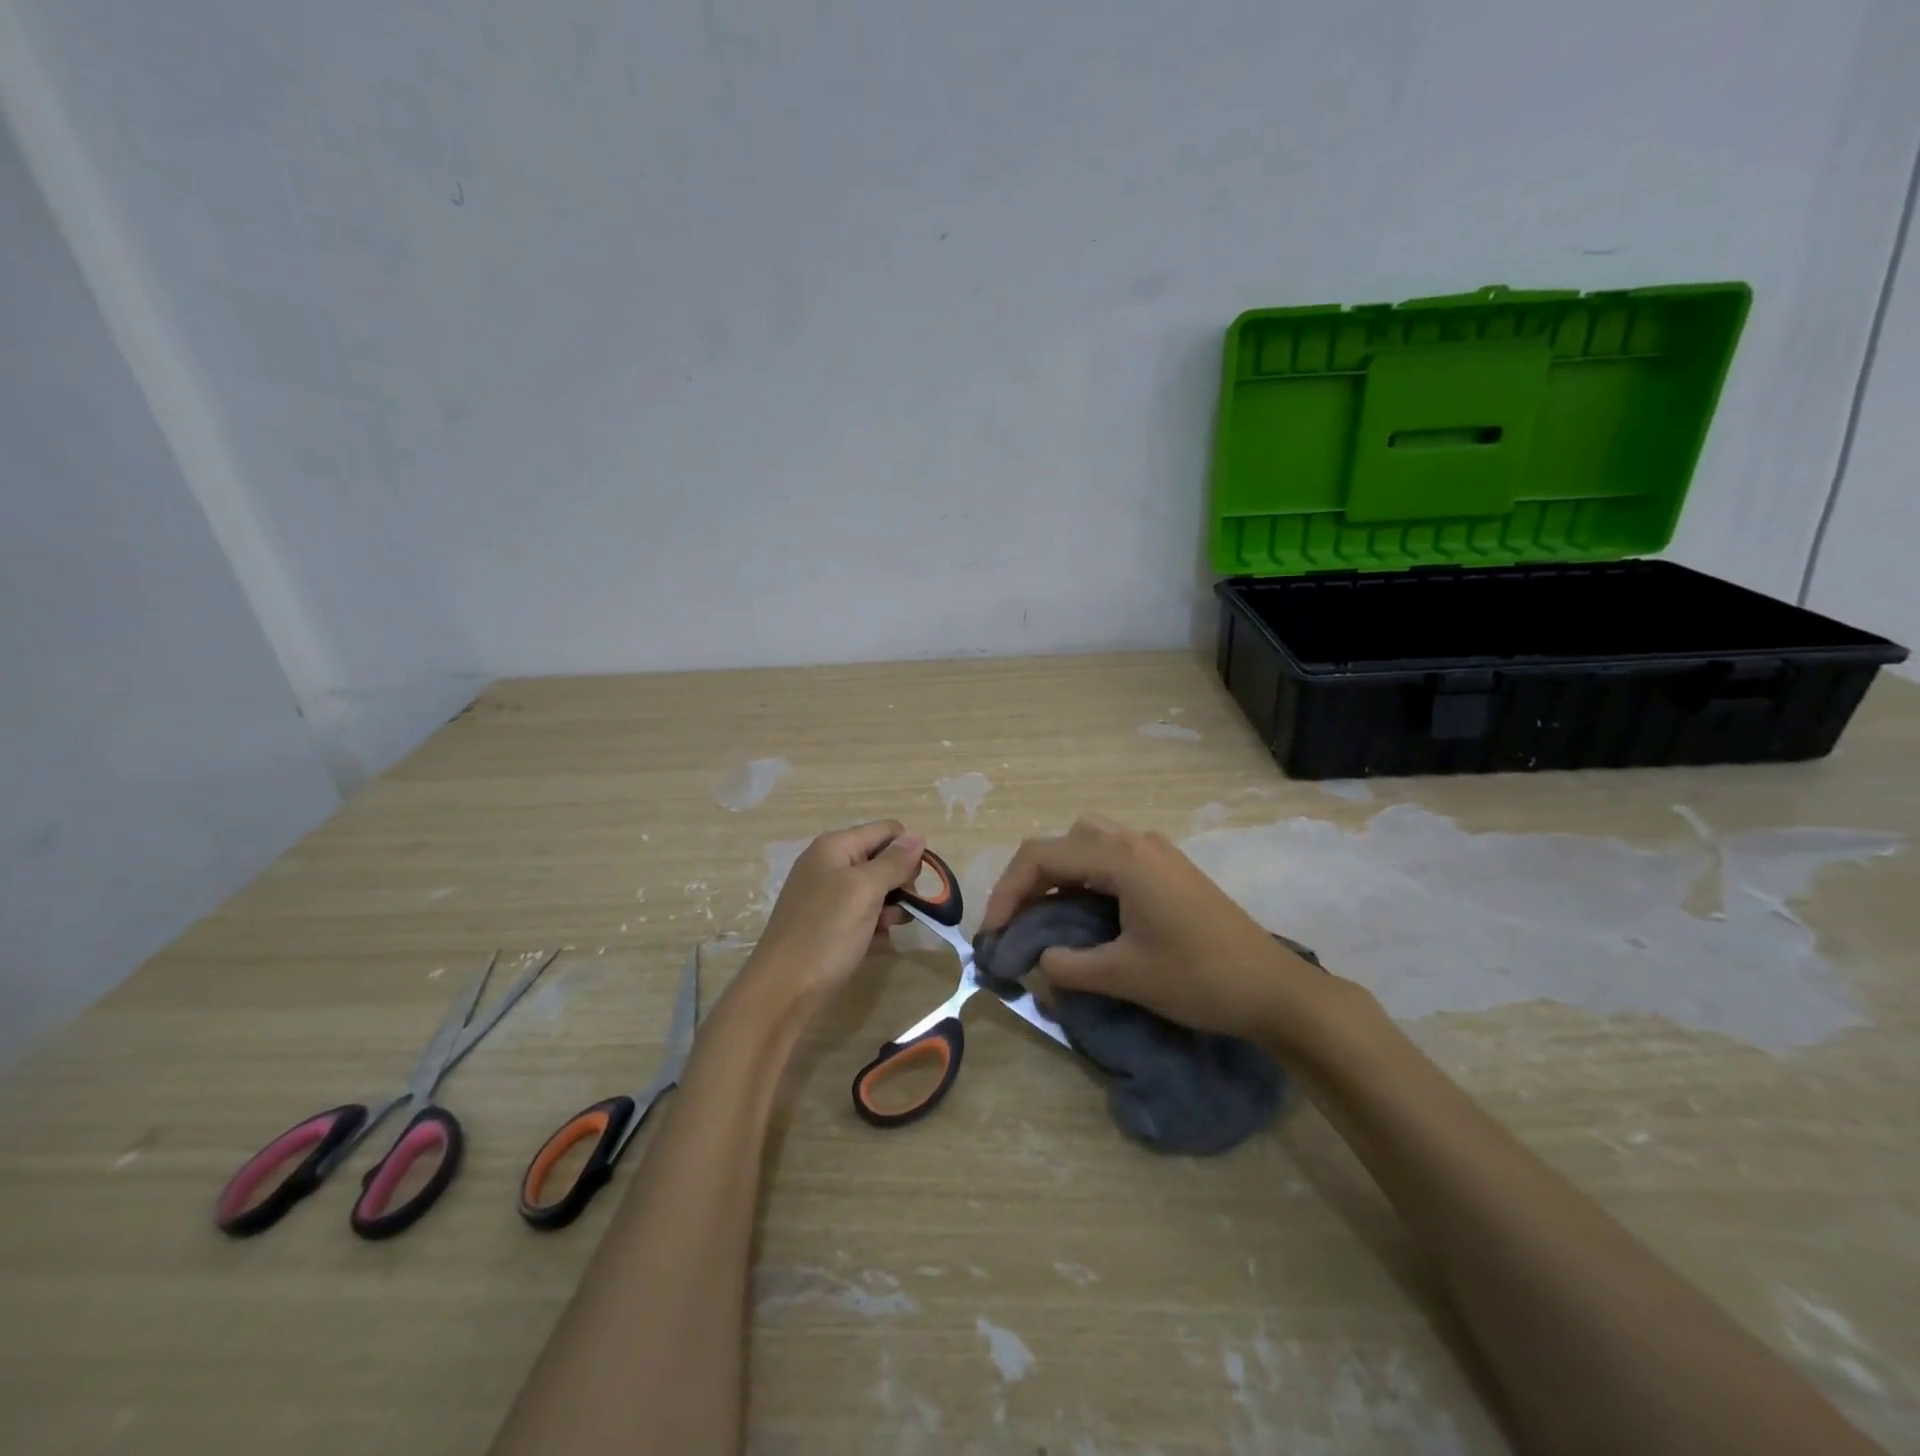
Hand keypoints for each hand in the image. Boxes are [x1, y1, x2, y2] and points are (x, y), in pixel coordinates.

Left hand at [742, 820, 924, 1008]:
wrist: (782, 990)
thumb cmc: (826, 933)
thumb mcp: (865, 891)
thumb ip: (893, 862)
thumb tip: (917, 835)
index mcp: (835, 846)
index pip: (888, 830)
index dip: (908, 853)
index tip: (914, 885)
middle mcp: (829, 862)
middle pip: (882, 858)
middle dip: (899, 883)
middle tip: (899, 911)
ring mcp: (826, 892)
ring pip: (875, 888)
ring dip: (889, 907)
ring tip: (885, 930)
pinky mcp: (826, 920)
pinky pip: (861, 911)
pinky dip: (873, 923)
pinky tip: (874, 942)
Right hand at [981, 814, 1320, 1042]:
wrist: (1274, 990)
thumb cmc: (1198, 978)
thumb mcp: (1125, 976)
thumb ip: (1069, 966)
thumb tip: (1039, 959)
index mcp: (1122, 857)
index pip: (1043, 856)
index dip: (1008, 892)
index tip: (993, 933)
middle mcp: (1137, 841)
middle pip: (1064, 840)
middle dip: (1032, 876)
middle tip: (1019, 919)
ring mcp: (1157, 852)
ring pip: (1089, 843)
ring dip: (1061, 872)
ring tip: (1049, 915)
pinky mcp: (1170, 870)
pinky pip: (1113, 858)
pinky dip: (1087, 878)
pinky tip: (1088, 916)